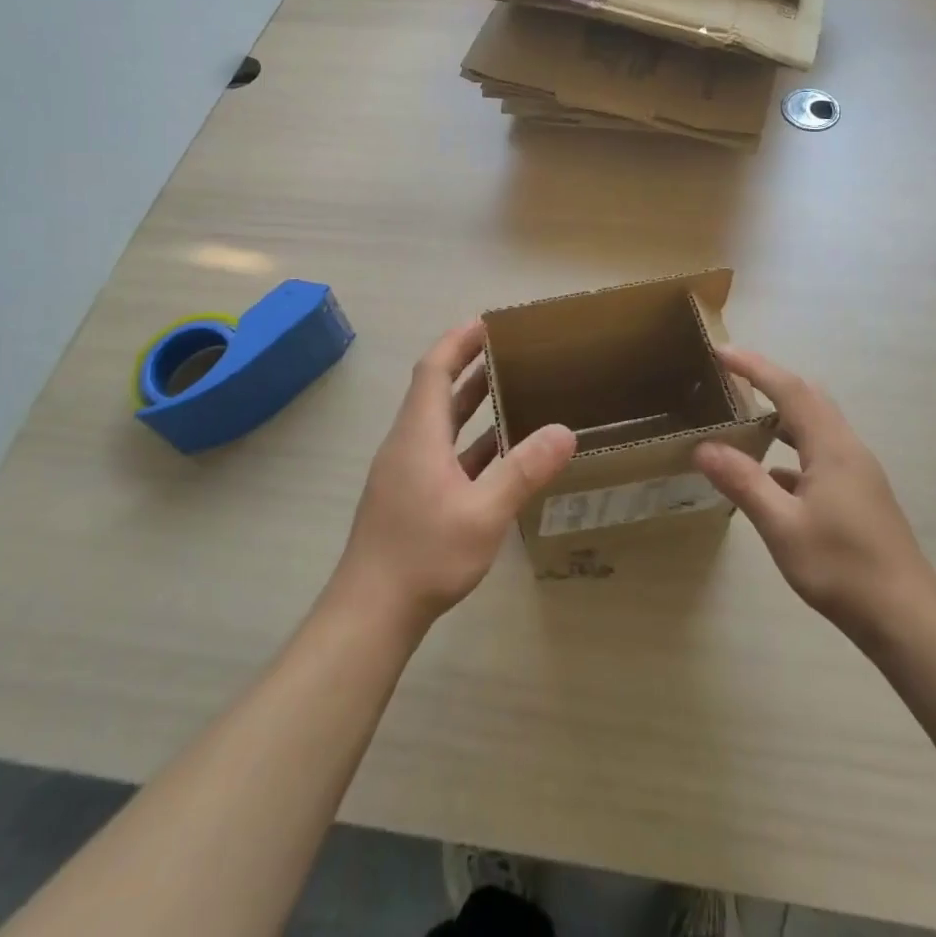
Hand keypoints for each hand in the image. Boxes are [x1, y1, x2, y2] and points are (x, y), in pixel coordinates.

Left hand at [334, 322, 575, 630]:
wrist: (370, 614)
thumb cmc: (424, 555)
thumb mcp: (483, 514)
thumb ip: (523, 470)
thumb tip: (565, 430)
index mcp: (418, 435)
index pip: (434, 369)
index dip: (458, 341)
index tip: (487, 322)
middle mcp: (408, 444)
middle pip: (436, 390)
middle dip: (469, 365)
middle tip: (508, 350)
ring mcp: (406, 472)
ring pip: (440, 424)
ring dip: (470, 403)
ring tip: (510, 389)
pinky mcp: (409, 497)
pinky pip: (442, 452)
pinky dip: (469, 441)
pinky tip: (498, 453)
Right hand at [693, 346, 935, 642]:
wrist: (907, 620)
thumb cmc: (843, 568)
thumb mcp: (783, 526)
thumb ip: (744, 482)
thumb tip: (704, 448)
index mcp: (832, 447)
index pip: (790, 389)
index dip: (754, 366)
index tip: (720, 351)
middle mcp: (848, 449)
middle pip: (808, 398)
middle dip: (769, 380)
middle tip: (730, 376)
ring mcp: (857, 472)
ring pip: (816, 425)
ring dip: (781, 412)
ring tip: (744, 415)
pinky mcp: (858, 495)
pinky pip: (819, 453)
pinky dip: (791, 448)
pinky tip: (769, 474)